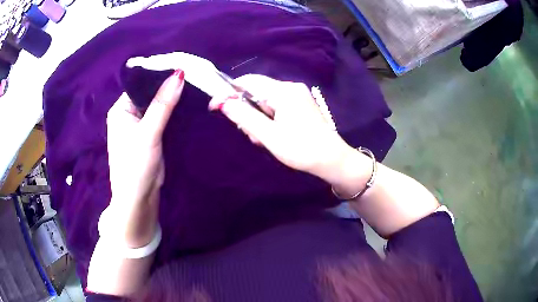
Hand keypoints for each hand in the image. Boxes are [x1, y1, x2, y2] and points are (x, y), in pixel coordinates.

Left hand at [104, 69, 184, 247]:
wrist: (139, 199)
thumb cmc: (135, 166)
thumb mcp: (148, 133)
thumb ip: (163, 104)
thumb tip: (179, 74)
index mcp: (121, 109)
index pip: (142, 84)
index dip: (161, 76)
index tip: (185, 68)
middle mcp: (129, 113)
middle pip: (152, 94)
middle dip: (170, 87)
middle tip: (195, 77)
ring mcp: (141, 124)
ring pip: (160, 105)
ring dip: (174, 100)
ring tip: (196, 87)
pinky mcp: (152, 134)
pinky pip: (164, 117)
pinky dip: (175, 112)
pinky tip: (190, 104)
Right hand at [208, 74, 353, 180]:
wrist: (332, 160)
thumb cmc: (301, 149)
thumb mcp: (269, 136)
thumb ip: (244, 117)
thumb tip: (223, 103)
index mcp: (283, 92)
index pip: (248, 82)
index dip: (228, 92)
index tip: (214, 107)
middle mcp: (291, 88)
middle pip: (256, 92)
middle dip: (246, 111)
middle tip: (249, 133)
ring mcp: (297, 96)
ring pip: (265, 101)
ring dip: (258, 119)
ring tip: (263, 139)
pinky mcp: (300, 105)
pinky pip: (276, 107)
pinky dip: (269, 120)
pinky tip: (272, 135)